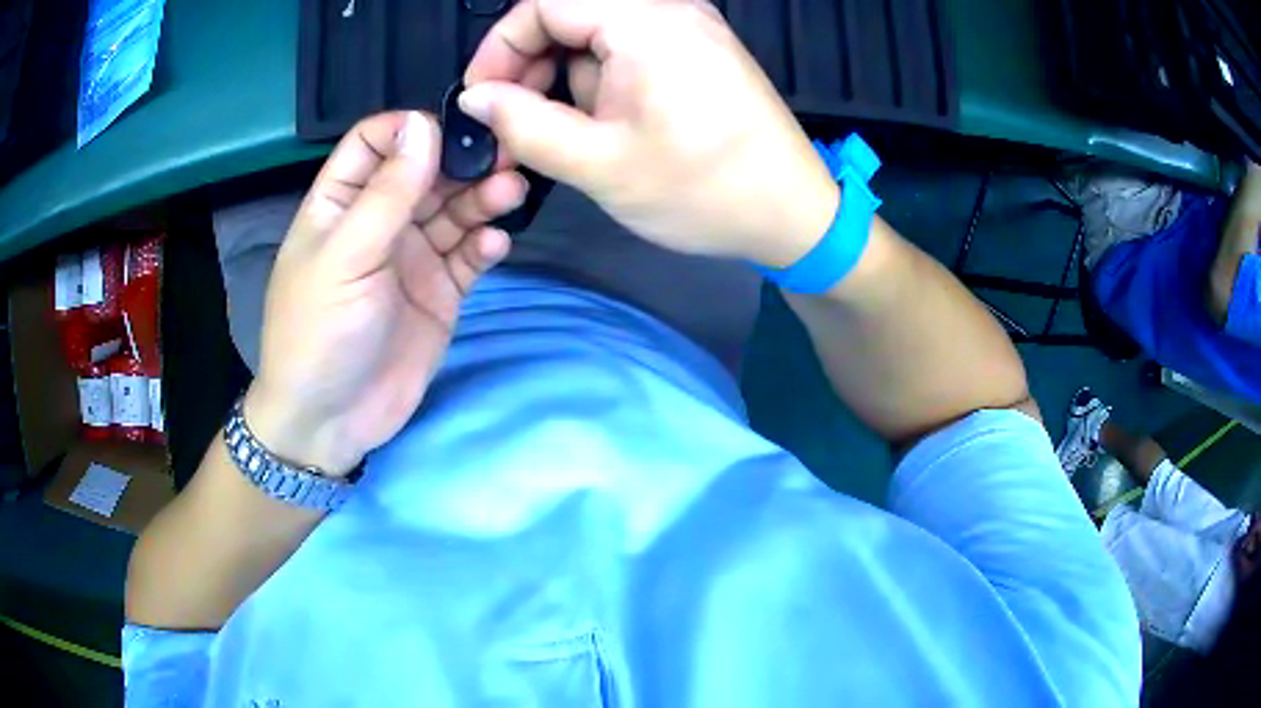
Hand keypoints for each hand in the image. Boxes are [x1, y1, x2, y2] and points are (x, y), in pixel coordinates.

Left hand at [244, 112, 527, 475]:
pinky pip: (469, 256)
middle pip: (427, 171)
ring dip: (483, 198)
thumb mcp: (346, 257)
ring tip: (511, 193)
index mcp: (342, 202)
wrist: (331, 420)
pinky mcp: (440, 292)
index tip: (453, 129)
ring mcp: (412, 257)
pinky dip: (485, 245)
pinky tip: (497, 244)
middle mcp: (379, 221)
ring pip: (455, 210)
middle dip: (463, 160)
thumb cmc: (319, 332)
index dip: (412, 129)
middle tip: (508, 155)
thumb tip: (422, 125)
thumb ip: (387, 193)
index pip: (376, 141)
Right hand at [460, 0, 838, 268]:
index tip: (483, 99)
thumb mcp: (599, 164)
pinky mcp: (699, 48)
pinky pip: (628, 47)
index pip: (542, 4)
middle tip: (518, 123)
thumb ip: (523, 124)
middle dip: (532, 66)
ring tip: (577, 136)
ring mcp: (689, 25)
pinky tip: (611, 125)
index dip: (500, 48)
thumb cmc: (702, 190)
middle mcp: (669, 8)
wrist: (793, 213)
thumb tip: (476, 99)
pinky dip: (602, 80)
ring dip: (569, 79)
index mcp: (645, 22)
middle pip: (569, 14)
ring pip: (595, 34)